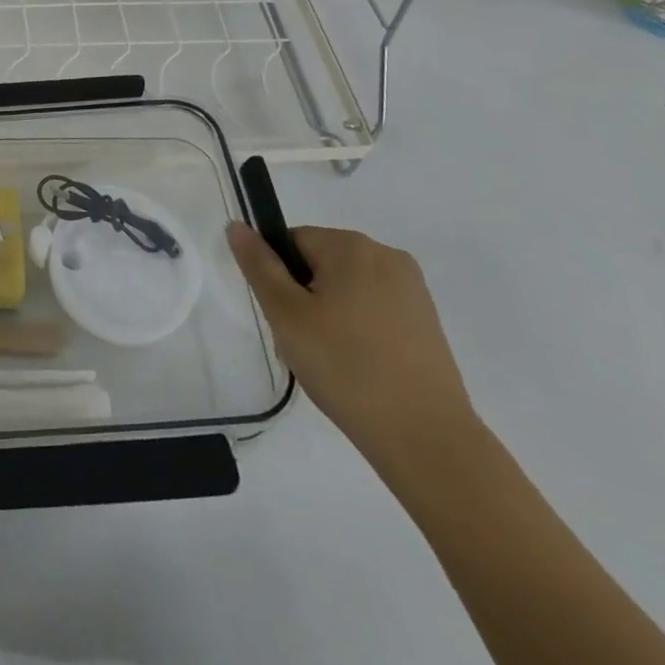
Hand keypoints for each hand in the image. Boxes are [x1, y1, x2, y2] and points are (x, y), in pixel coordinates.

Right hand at [229, 224, 476, 468]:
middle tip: (302, 344)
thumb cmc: (346, 367)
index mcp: (352, 246)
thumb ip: (258, 265)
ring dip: (328, 315)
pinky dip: (356, 330)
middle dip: (303, 297)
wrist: (426, 438)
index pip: (292, 241)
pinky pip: (373, 309)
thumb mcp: (286, 314)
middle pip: (320, 263)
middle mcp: (386, 256)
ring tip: (328, 360)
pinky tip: (356, 367)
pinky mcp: (426, 321)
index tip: (285, 319)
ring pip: (345, 288)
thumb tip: (237, 225)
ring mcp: (412, 290)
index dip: (279, 278)